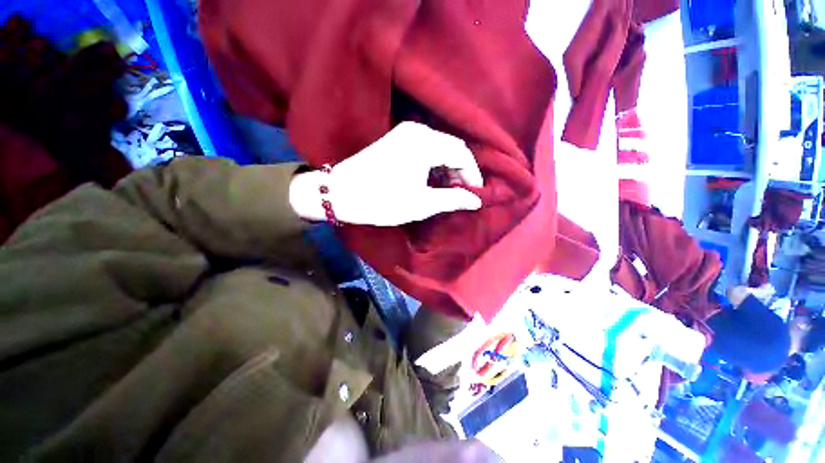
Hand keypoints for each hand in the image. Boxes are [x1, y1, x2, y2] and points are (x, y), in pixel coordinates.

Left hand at [289, 122, 482, 225]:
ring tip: (449, 190)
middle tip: (463, 194)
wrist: (341, 193)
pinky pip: (426, 148)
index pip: (462, 154)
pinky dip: (434, 164)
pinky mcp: (397, 139)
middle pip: (452, 148)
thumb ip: (452, 199)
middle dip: (461, 171)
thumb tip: (476, 200)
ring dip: (448, 168)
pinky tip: (433, 180)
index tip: (476, 194)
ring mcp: (405, 133)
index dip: (473, 175)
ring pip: (440, 148)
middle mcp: (417, 131)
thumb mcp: (421, 204)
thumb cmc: (382, 201)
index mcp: (425, 143)